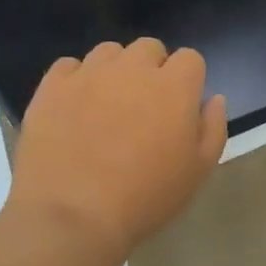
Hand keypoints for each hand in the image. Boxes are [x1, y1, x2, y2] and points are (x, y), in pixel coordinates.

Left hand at [5, 39, 226, 265]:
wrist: (72, 217)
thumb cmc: (145, 198)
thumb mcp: (198, 172)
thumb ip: (212, 128)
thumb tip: (213, 98)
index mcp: (174, 86)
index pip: (190, 58)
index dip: (188, 80)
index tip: (180, 107)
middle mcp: (133, 69)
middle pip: (149, 48)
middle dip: (152, 69)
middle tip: (145, 106)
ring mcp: (89, 74)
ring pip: (109, 52)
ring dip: (115, 70)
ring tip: (107, 104)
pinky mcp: (52, 87)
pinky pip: (68, 66)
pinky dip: (75, 80)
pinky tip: (74, 107)